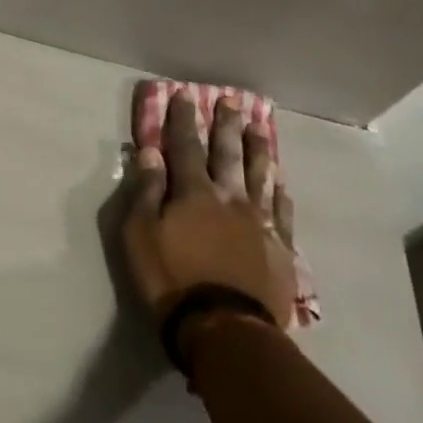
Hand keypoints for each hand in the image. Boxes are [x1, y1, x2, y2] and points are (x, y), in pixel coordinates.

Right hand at [123, 89, 298, 340]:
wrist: (224, 329)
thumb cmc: (172, 280)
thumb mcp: (140, 235)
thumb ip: (146, 191)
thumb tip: (150, 152)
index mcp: (193, 192)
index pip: (185, 145)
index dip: (182, 119)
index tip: (184, 94)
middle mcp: (229, 197)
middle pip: (228, 153)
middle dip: (226, 125)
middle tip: (231, 100)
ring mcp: (259, 221)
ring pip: (261, 175)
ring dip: (259, 149)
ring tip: (260, 128)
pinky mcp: (280, 248)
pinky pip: (282, 211)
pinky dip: (281, 192)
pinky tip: (282, 181)